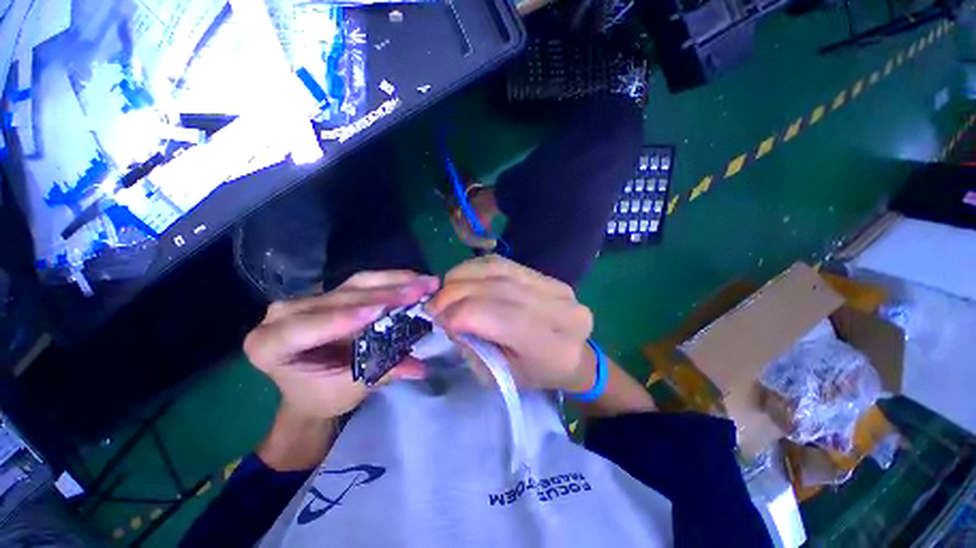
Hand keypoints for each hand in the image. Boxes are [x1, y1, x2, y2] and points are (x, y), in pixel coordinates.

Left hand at [244, 271, 439, 419]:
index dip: (341, 319)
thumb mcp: (347, 390)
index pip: (303, 329)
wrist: (312, 384)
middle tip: (420, 291)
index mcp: (268, 346)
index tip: (378, 313)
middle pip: (338, 299)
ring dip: (395, 281)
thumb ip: (380, 374)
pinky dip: (393, 280)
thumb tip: (420, 368)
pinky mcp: (334, 291)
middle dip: (384, 295)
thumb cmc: (321, 394)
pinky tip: (416, 279)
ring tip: (426, 282)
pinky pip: (365, 282)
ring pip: (356, 284)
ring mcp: (312, 297)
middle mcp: (284, 313)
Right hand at [427, 255, 595, 392]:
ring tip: (446, 290)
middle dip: (453, 294)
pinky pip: (504, 263)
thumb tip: (451, 320)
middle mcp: (553, 307)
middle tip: (433, 305)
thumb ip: (475, 350)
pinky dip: (477, 268)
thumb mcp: (504, 378)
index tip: (437, 322)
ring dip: (462, 276)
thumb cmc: (539, 374)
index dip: (456, 315)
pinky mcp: (546, 275)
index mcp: (545, 342)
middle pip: (492, 288)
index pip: (490, 315)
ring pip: (497, 269)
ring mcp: (552, 285)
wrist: (576, 357)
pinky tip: (464, 277)